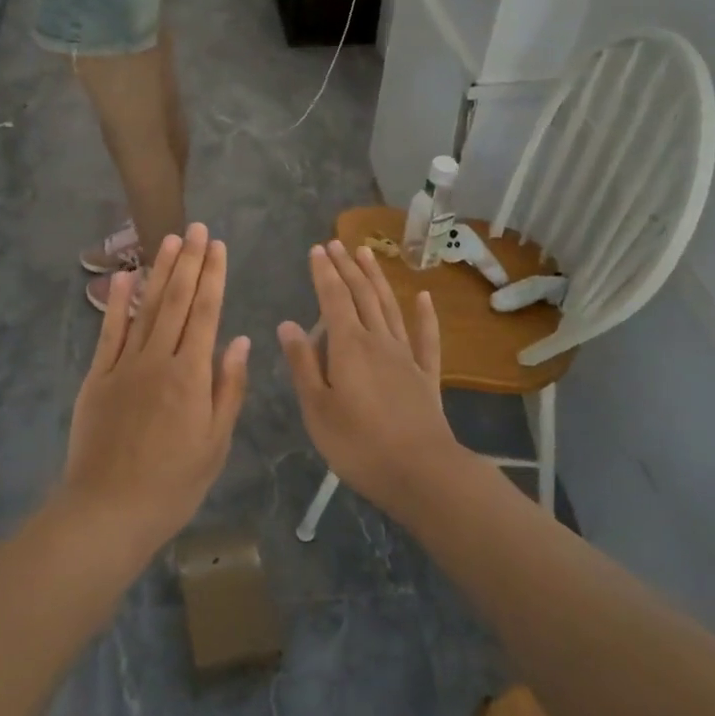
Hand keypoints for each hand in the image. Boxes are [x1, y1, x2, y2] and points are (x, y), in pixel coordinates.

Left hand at [62, 224, 251, 553]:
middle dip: (189, 262)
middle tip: (196, 228)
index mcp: (191, 375)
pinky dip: (118, 303)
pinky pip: (110, 332)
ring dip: (159, 272)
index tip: (218, 246)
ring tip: (169, 240)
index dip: (213, 276)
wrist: (109, 510)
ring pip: (146, 308)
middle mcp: (158, 359)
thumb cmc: (173, 484)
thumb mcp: (215, 443)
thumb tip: (239, 340)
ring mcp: (123, 365)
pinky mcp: (97, 377)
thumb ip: (228, 388)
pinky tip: (126, 278)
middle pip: (177, 301)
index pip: (206, 313)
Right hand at [278, 241, 461, 515]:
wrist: (421, 472)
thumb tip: (288, 324)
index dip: (324, 273)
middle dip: (347, 268)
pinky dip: (424, 315)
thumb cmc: (358, 444)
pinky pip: (426, 338)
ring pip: (389, 308)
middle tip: (337, 243)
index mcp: (348, 347)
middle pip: (361, 296)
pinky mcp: (426, 376)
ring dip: (377, 279)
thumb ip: (303, 364)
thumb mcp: (317, 408)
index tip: (317, 249)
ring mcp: (406, 357)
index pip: (333, 300)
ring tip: (367, 254)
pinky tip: (423, 297)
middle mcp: (378, 341)